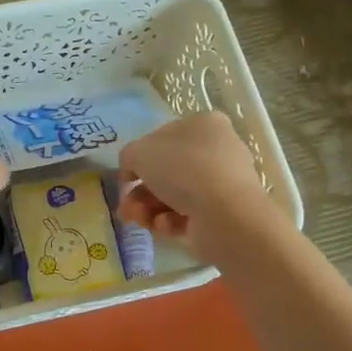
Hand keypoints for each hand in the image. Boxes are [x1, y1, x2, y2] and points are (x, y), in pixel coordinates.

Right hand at [117, 112, 272, 259]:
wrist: (224, 212)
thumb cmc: (181, 169)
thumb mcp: (139, 152)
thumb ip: (129, 157)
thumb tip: (132, 171)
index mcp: (203, 124)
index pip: (163, 138)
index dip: (140, 159)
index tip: (126, 179)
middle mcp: (217, 150)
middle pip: (167, 171)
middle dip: (141, 192)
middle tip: (127, 207)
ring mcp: (223, 182)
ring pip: (175, 195)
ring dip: (149, 209)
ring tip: (139, 220)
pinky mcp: (225, 212)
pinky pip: (189, 214)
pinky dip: (171, 221)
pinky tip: (164, 226)